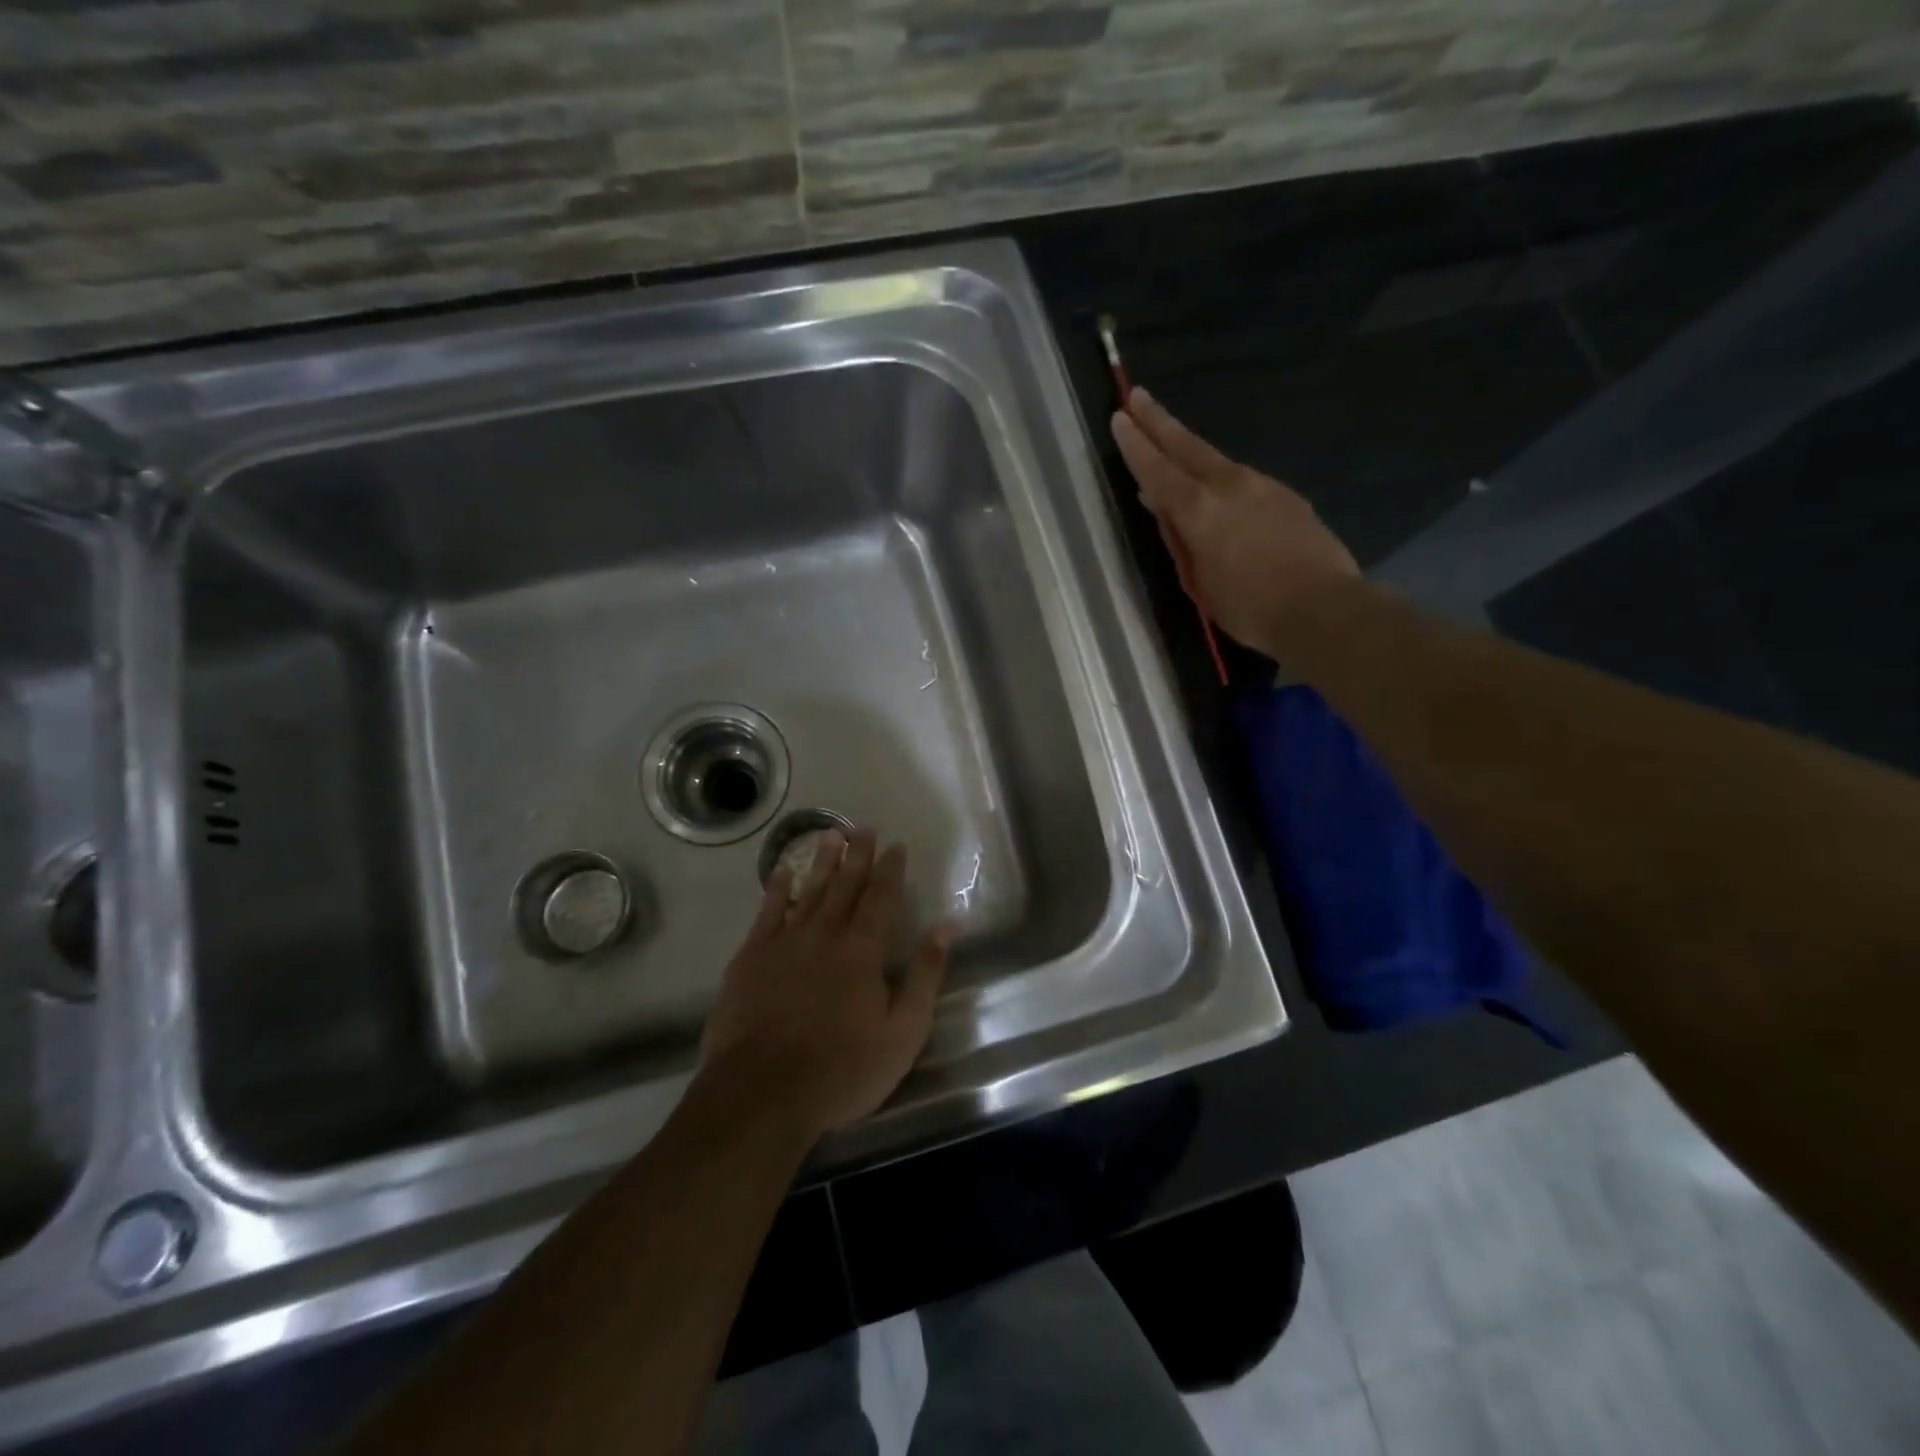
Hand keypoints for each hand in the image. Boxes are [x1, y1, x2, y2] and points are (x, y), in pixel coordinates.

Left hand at [699, 829, 950, 1138]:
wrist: (761, 1094)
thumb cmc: (842, 1069)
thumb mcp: (903, 1032)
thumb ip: (926, 975)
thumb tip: (946, 926)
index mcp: (863, 950)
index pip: (882, 898)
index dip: (891, 870)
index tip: (896, 845)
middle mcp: (825, 934)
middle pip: (845, 885)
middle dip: (858, 855)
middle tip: (864, 828)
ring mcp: (784, 943)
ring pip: (808, 891)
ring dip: (821, 862)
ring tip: (830, 835)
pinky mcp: (751, 959)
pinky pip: (767, 913)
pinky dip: (777, 890)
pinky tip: (782, 873)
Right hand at [1111, 389, 1358, 659]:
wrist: (1322, 609)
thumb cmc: (1248, 608)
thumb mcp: (1198, 581)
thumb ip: (1179, 539)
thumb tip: (1160, 505)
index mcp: (1199, 510)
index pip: (1157, 470)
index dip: (1136, 444)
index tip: (1120, 416)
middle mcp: (1230, 485)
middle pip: (1187, 446)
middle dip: (1159, 421)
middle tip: (1139, 396)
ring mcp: (1263, 486)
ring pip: (1217, 461)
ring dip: (1190, 449)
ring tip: (1173, 444)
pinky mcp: (1287, 496)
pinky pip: (1243, 481)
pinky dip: (1221, 479)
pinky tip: (1219, 492)